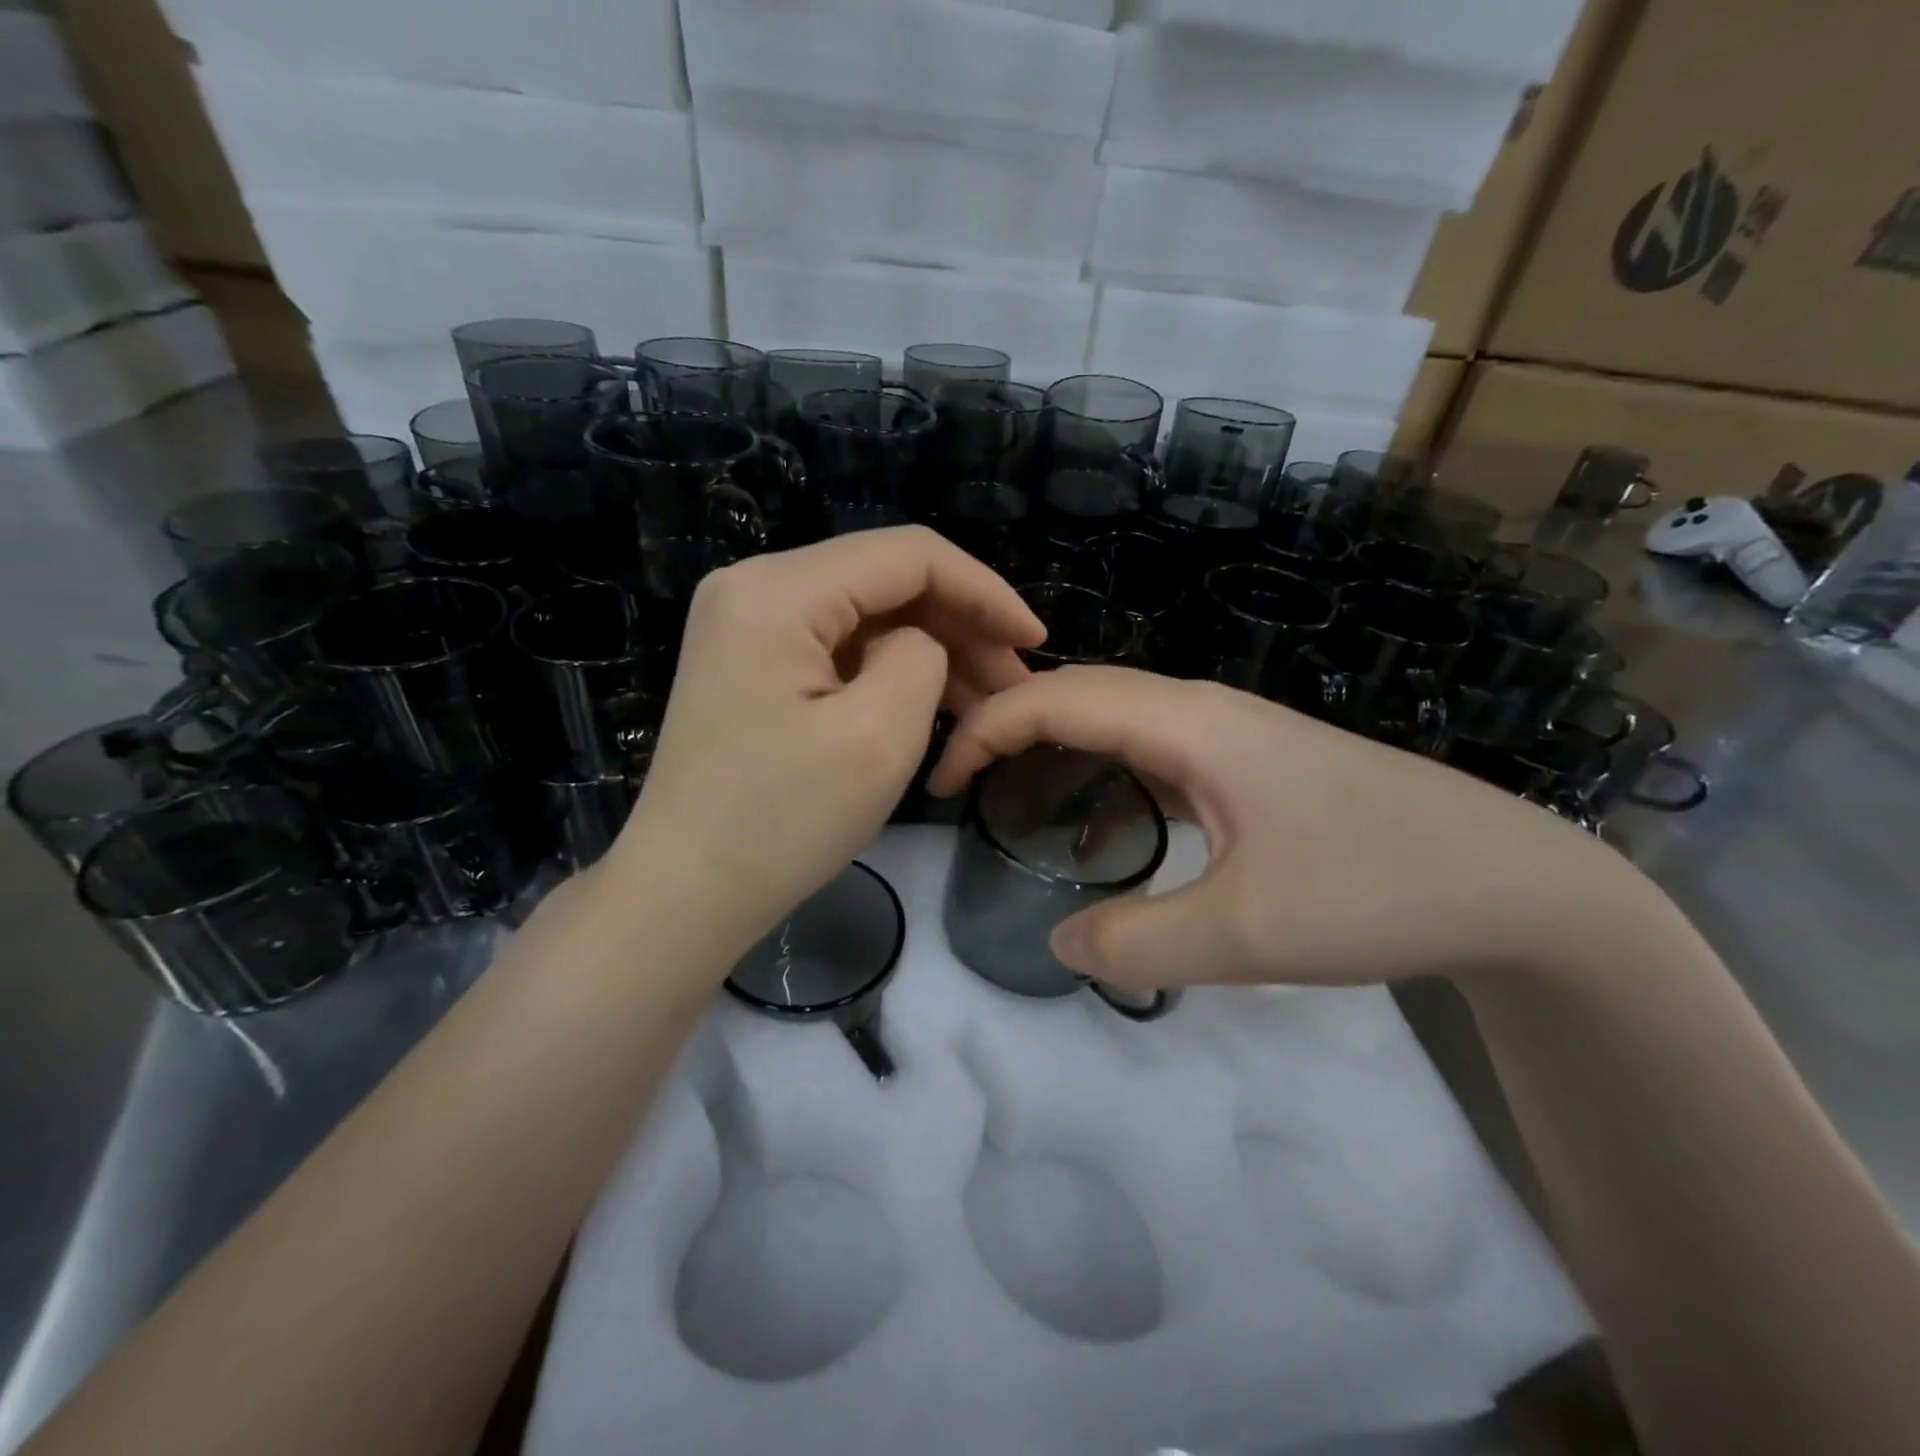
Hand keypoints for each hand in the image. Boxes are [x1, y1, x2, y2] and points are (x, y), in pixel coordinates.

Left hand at [609, 528, 1043, 956]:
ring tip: (985, 700)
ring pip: (866, 613)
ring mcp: (746, 623)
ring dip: (930, 648)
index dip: (984, 590)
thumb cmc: (782, 821)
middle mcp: (754, 586)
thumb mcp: (879, 735)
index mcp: (779, 590)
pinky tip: (932, 703)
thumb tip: (919, 642)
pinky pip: (837, 645)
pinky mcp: (749, 661)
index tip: (1034, 637)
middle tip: (1013, 680)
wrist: (685, 892)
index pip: (908, 555)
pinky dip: (889, 668)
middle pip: (885, 579)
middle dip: (960, 623)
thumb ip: (921, 656)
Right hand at [929, 666, 1647, 990]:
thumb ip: (1136, 942)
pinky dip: (1104, 768)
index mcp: (1190, 724)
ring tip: (1009, 791)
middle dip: (1009, 724)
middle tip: (961, 782)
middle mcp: (1204, 711)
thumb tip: (1059, 942)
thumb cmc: (1379, 889)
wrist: (1516, 882)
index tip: (942, 779)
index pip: (1058, 698)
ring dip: (1057, 742)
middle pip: (1083, 693)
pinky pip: (1154, 749)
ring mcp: (1232, 735)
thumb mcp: (1245, 934)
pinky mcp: (1252, 764)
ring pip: (1120, 718)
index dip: (987, 728)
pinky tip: (1100, 817)